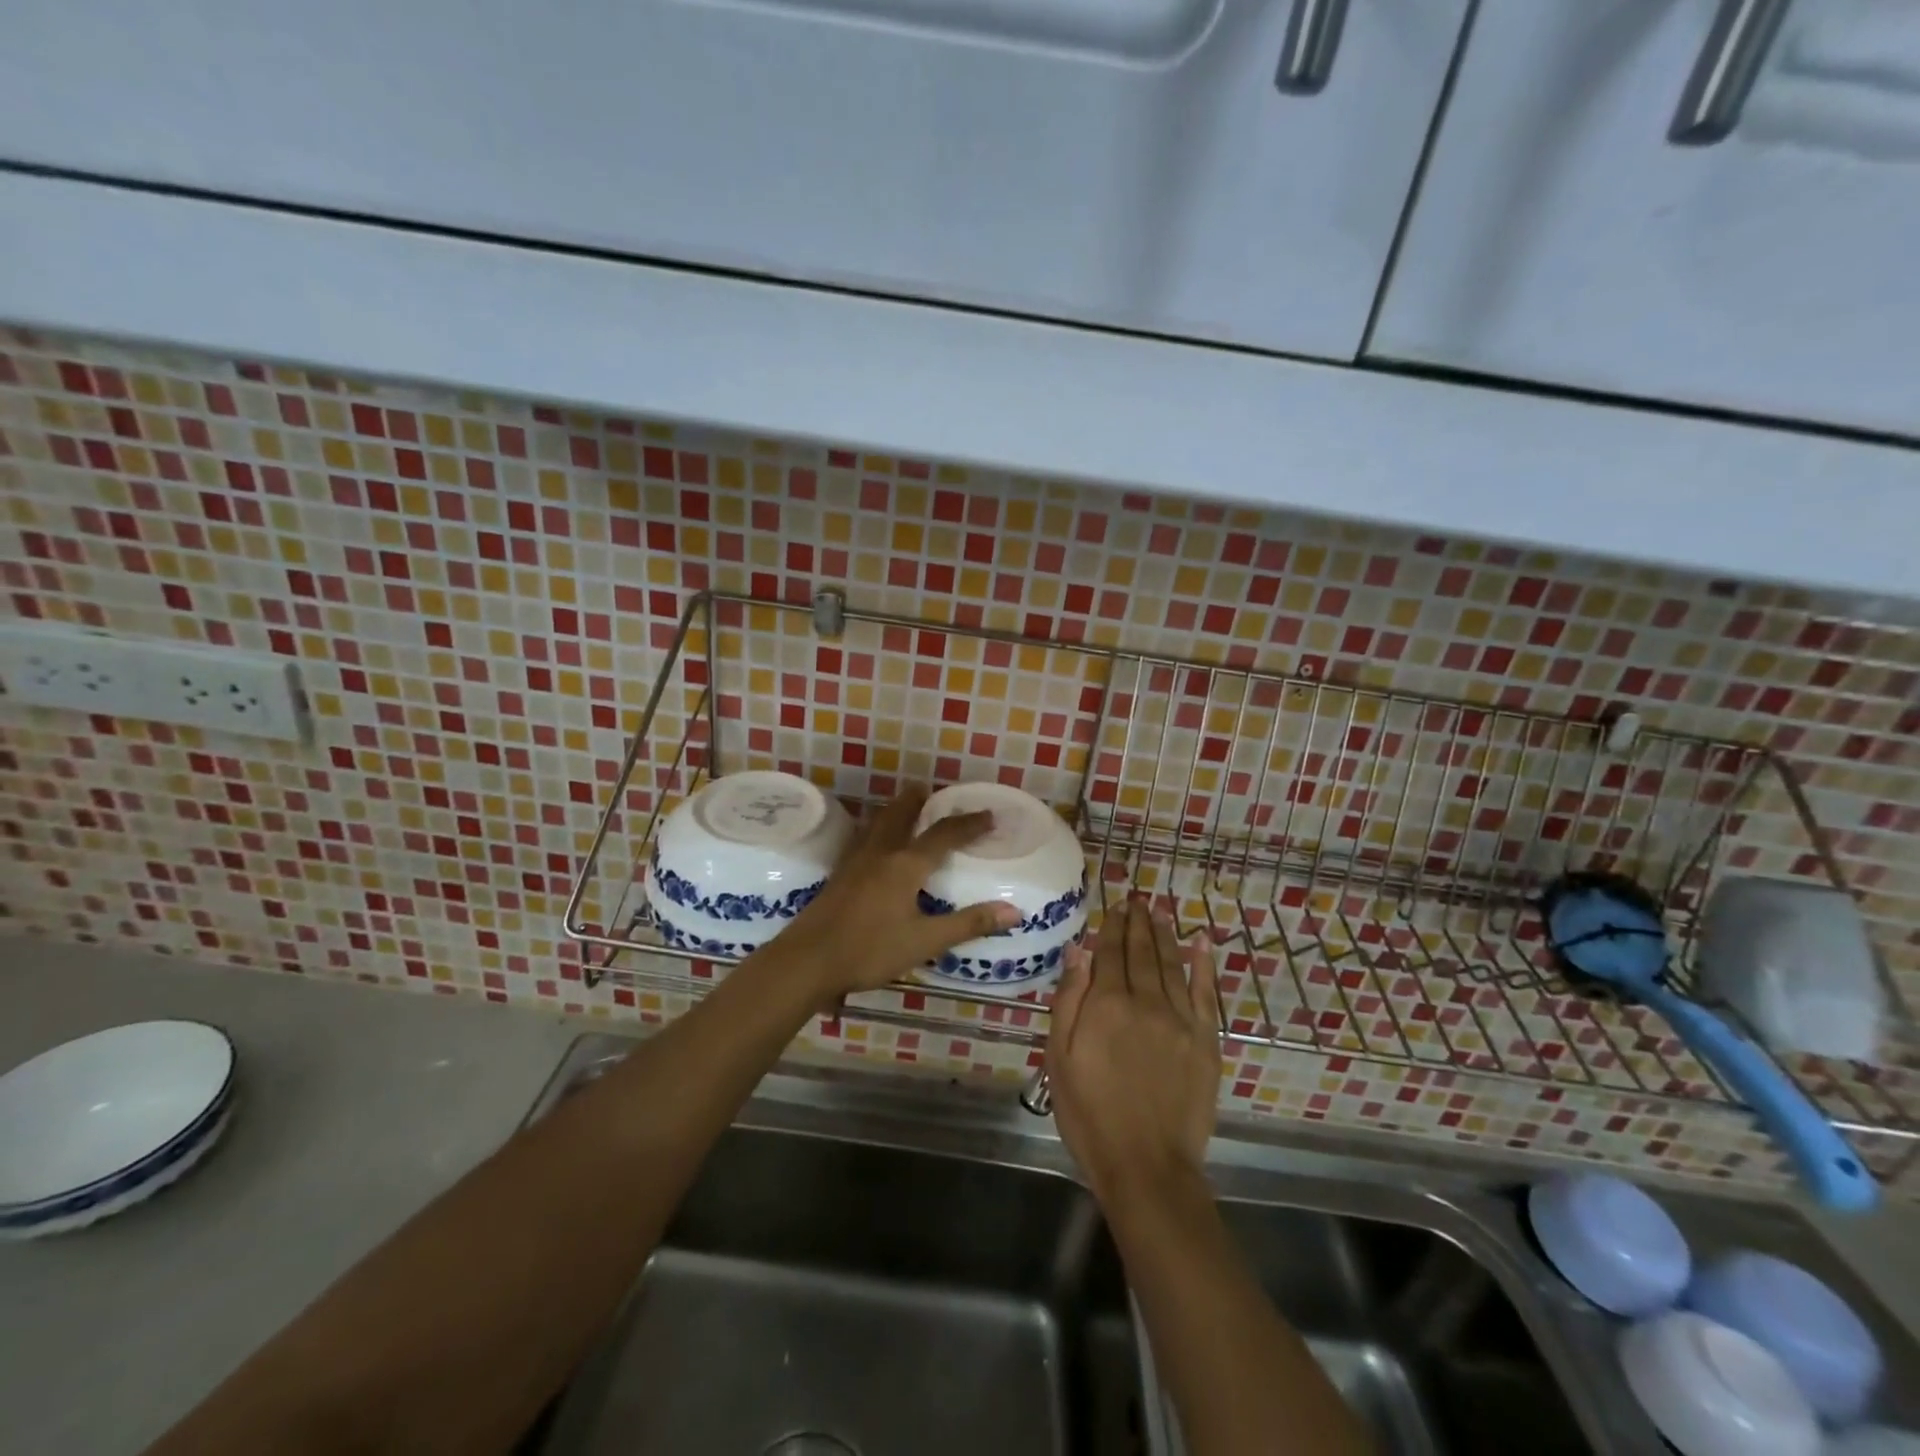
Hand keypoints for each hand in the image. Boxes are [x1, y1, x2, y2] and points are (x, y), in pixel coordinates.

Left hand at [776, 787, 1020, 1001]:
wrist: (807, 960)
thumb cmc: (869, 950)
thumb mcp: (924, 941)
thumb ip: (968, 924)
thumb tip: (1013, 911)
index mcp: (905, 865)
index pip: (944, 835)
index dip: (968, 824)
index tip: (988, 815)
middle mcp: (881, 853)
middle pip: (902, 813)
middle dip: (920, 800)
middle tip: (934, 791)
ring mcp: (855, 861)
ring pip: (879, 822)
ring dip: (896, 810)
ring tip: (907, 807)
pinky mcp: (839, 874)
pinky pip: (864, 837)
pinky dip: (878, 828)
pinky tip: (875, 843)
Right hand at [1047, 900, 1220, 1204]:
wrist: (1147, 1166)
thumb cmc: (1090, 1114)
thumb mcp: (1060, 1058)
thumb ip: (1069, 1000)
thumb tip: (1079, 949)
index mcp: (1106, 1004)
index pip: (1110, 953)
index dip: (1112, 927)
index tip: (1116, 905)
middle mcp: (1145, 1001)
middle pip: (1141, 952)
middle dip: (1138, 922)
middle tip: (1139, 898)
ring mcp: (1180, 1020)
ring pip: (1172, 964)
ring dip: (1166, 934)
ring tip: (1161, 910)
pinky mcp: (1206, 1041)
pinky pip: (1205, 992)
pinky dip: (1204, 964)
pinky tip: (1202, 942)